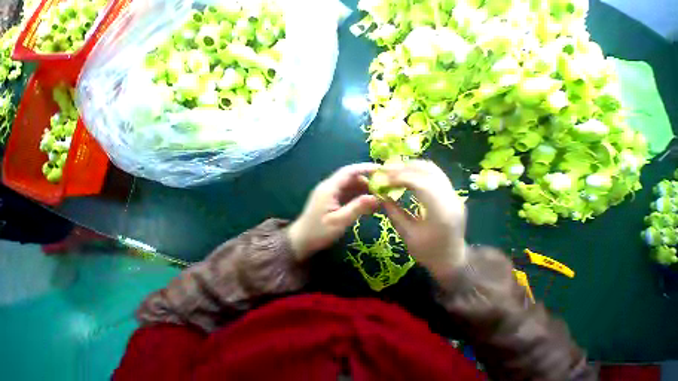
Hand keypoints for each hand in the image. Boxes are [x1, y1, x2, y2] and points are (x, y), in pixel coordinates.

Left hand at [288, 163, 379, 261]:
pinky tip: (368, 204)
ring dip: (364, 190)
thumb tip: (377, 197)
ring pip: (350, 186)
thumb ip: (357, 207)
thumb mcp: (339, 221)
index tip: (381, 170)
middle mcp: (330, 187)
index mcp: (329, 188)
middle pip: (351, 178)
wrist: (301, 241)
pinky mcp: (332, 200)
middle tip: (383, 189)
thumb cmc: (318, 231)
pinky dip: (358, 197)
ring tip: (378, 198)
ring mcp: (330, 193)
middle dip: (367, 181)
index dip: (365, 168)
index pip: (349, 171)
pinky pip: (347, 194)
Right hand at [381, 160, 467, 279]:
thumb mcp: (406, 235)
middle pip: (428, 171)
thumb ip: (393, 211)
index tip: (382, 178)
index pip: (421, 183)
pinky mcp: (451, 193)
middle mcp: (451, 198)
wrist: (453, 261)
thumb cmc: (428, 253)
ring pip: (432, 169)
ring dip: (411, 166)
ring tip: (393, 171)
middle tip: (385, 170)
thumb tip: (380, 194)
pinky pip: (434, 174)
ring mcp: (453, 194)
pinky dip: (418, 170)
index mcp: (441, 212)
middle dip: (404, 168)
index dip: (399, 177)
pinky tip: (405, 174)